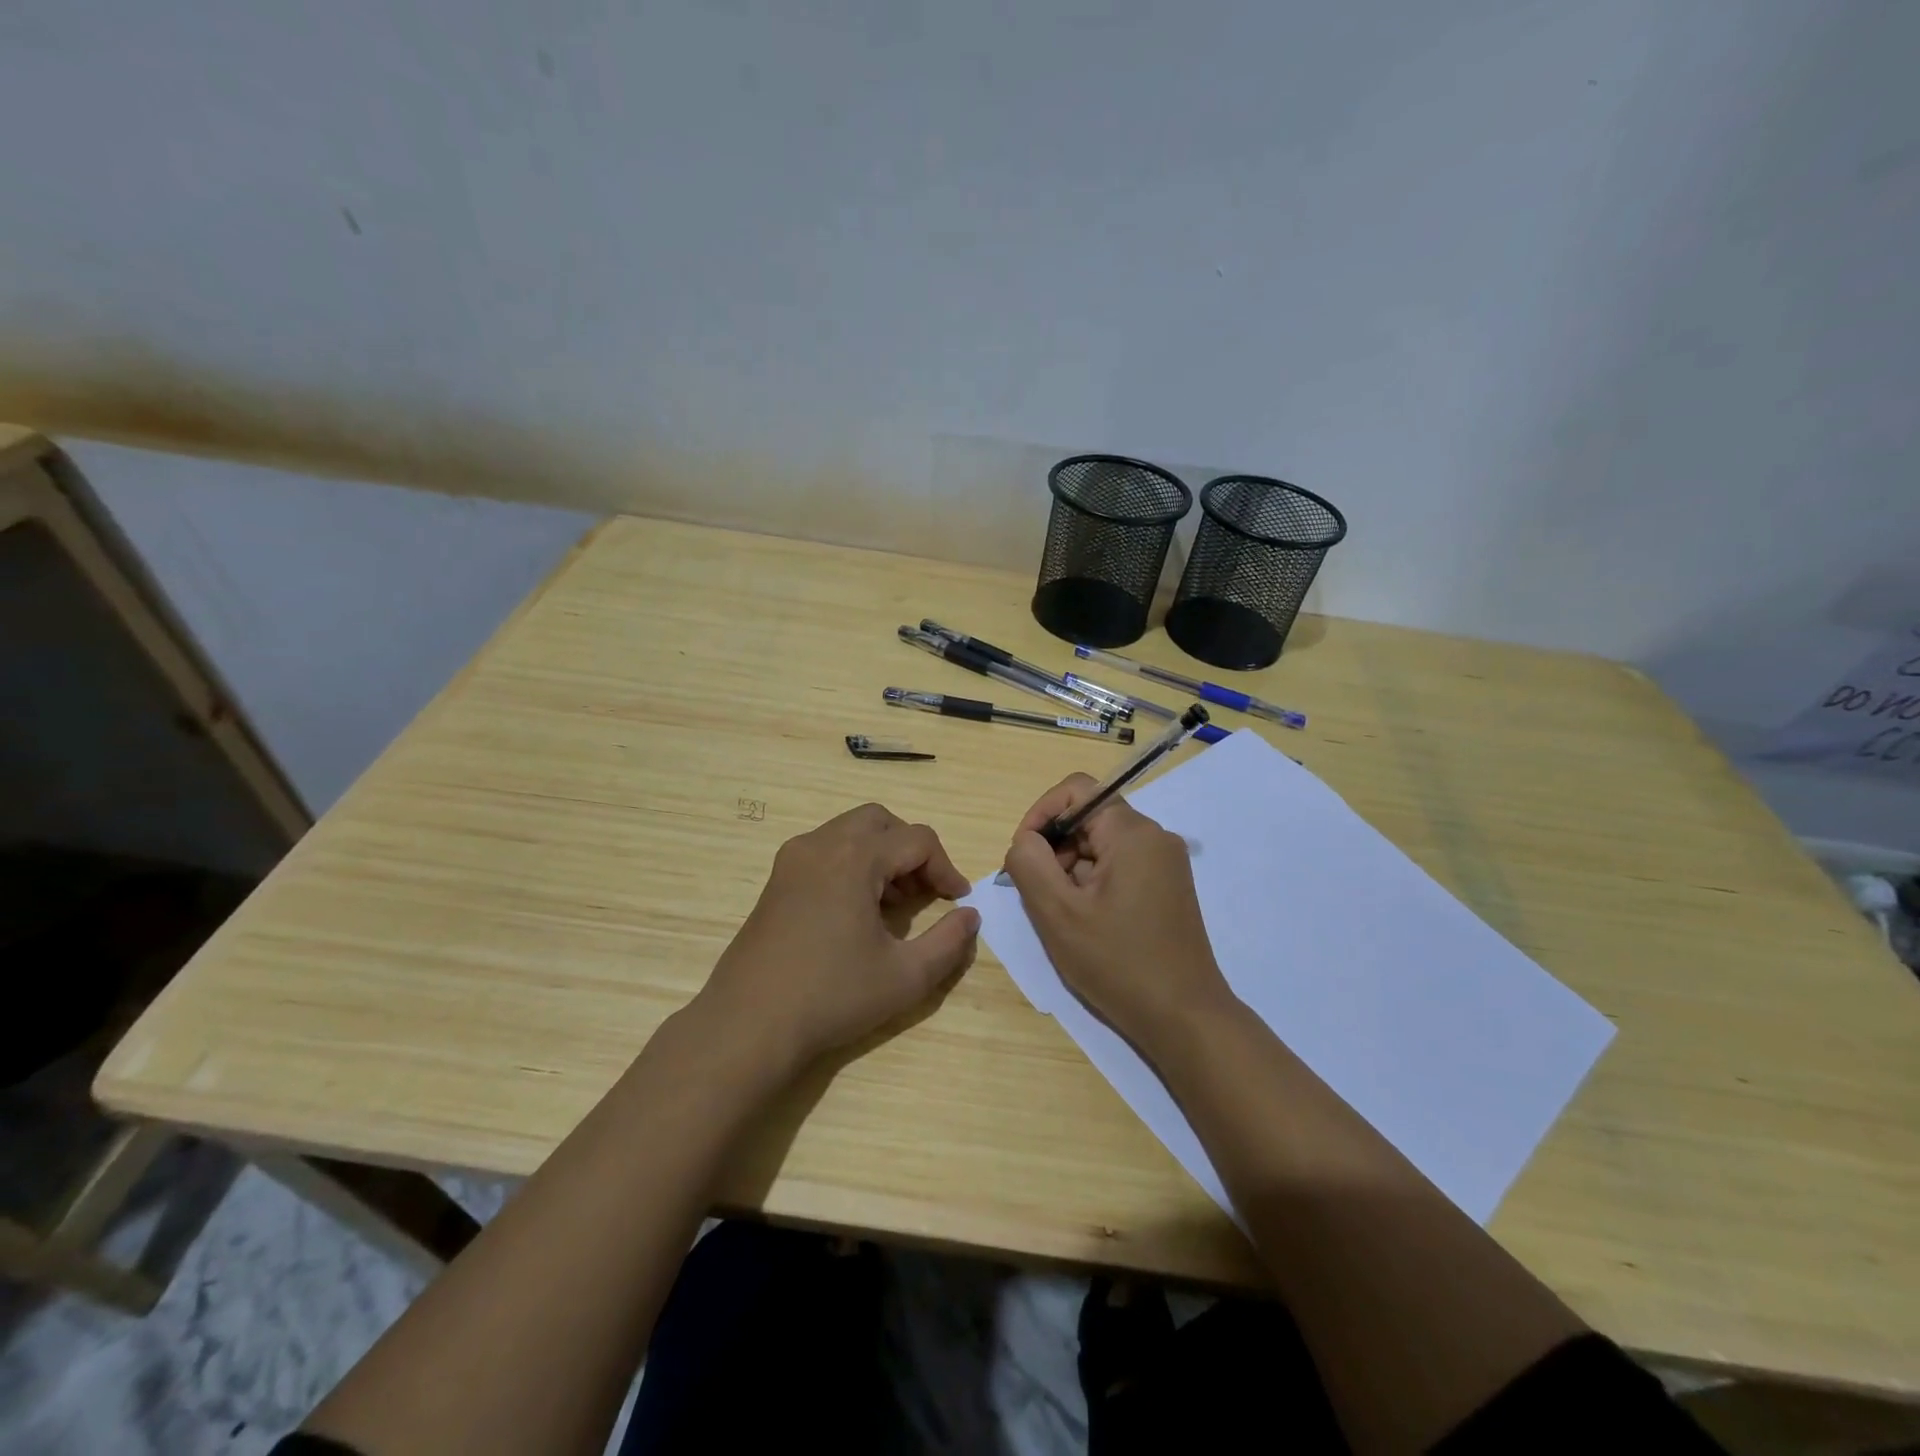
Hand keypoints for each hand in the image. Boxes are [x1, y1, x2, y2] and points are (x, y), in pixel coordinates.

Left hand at [692, 802, 979, 1076]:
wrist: (748, 1025)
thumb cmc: (832, 996)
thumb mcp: (906, 976)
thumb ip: (949, 942)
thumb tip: (970, 916)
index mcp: (854, 857)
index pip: (917, 840)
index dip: (946, 867)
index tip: (957, 901)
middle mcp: (821, 844)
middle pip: (881, 821)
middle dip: (912, 849)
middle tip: (926, 890)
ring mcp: (792, 859)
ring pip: (850, 832)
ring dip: (882, 855)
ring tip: (895, 904)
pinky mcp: (776, 880)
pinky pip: (826, 850)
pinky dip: (852, 863)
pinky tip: (858, 911)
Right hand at [1002, 774, 1234, 1055]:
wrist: (1184, 1018)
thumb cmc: (1118, 963)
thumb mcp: (1057, 913)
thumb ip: (1029, 863)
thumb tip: (1024, 840)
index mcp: (1132, 833)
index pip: (1077, 790)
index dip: (1041, 813)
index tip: (1022, 854)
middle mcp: (1154, 837)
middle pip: (1089, 818)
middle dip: (1054, 847)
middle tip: (1039, 894)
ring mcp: (1165, 863)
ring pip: (1101, 845)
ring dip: (1071, 869)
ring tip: (1062, 915)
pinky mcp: (1167, 887)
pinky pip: (1118, 866)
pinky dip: (1092, 883)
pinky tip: (1085, 923)